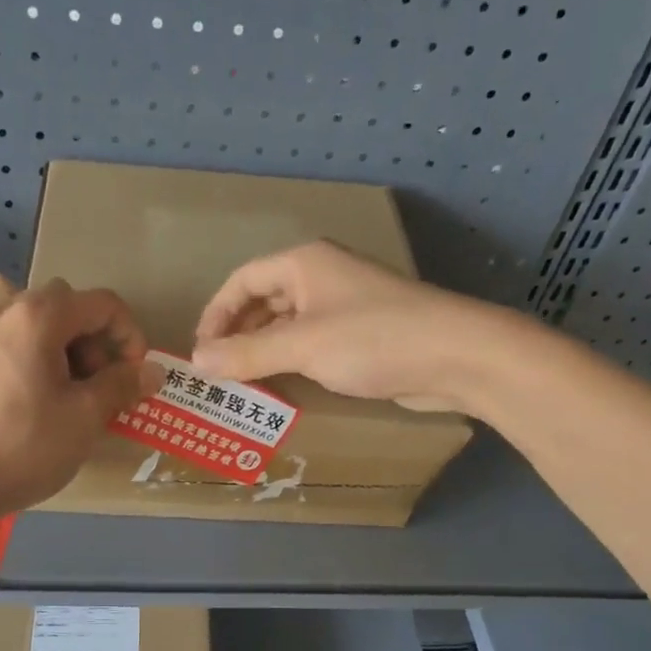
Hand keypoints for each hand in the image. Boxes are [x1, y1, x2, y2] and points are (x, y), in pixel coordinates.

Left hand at [0, 273, 157, 519]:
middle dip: (88, 337)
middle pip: (61, 301)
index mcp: (39, 317)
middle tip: (94, 383)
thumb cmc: (27, 447)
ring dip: (37, 323)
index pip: (102, 304)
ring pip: (10, 300)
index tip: (134, 375)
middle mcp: (1, 310)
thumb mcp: (87, 417)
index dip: (129, 336)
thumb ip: (122, 385)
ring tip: (46, 362)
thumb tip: (152, 370)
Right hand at [190, 241, 497, 410]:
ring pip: (287, 326)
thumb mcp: (301, 345)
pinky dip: (290, 362)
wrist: (453, 356)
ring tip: (241, 385)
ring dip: (262, 352)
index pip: (243, 280)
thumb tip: (197, 361)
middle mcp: (321, 278)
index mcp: (303, 264)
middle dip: (237, 335)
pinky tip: (281, 387)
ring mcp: (343, 307)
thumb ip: (247, 353)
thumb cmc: (372, 339)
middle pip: (263, 301)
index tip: (200, 352)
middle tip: (217, 373)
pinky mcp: (360, 337)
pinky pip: (311, 345)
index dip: (216, 314)